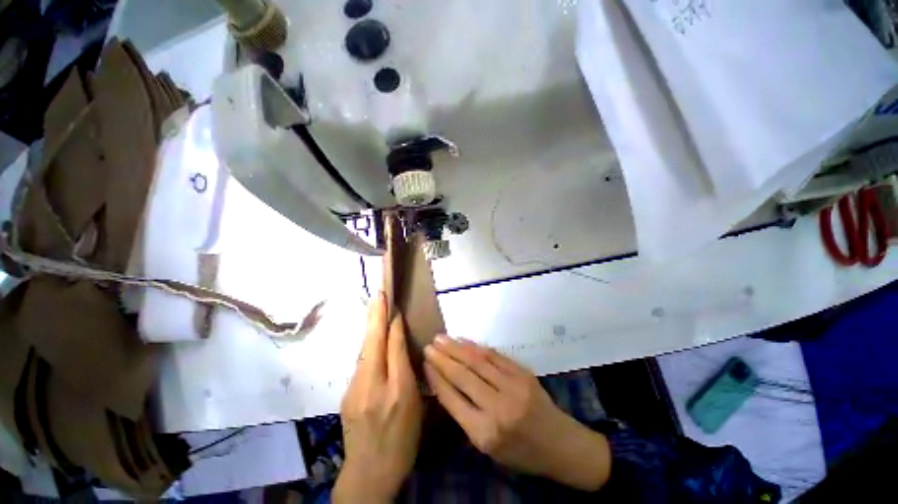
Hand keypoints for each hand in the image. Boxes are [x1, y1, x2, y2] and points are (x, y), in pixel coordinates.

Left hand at [334, 293, 422, 502]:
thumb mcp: (415, 407)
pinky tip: (371, 340)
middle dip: (376, 316)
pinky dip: (368, 346)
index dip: (395, 326)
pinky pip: (361, 362)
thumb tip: (402, 344)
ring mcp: (355, 391)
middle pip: (374, 343)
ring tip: (374, 308)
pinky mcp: (347, 395)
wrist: (369, 473)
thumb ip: (410, 373)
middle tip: (378, 294)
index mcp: (398, 391)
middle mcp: (373, 387)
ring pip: (365, 351)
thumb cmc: (403, 441)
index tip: (395, 308)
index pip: (396, 348)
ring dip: (370, 328)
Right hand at [423, 336, 610, 490]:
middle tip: (428, 346)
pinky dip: (476, 347)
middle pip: (462, 375)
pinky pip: (494, 356)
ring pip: (477, 361)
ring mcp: (512, 386)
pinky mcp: (523, 373)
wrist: (559, 444)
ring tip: (441, 338)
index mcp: (484, 433)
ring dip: (456, 347)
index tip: (424, 363)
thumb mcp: (487, 446)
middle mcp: (497, 407)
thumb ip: (465, 415)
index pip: (451, 398)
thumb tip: (444, 383)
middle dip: (442, 358)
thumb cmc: (520, 452)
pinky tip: (464, 341)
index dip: (436, 377)